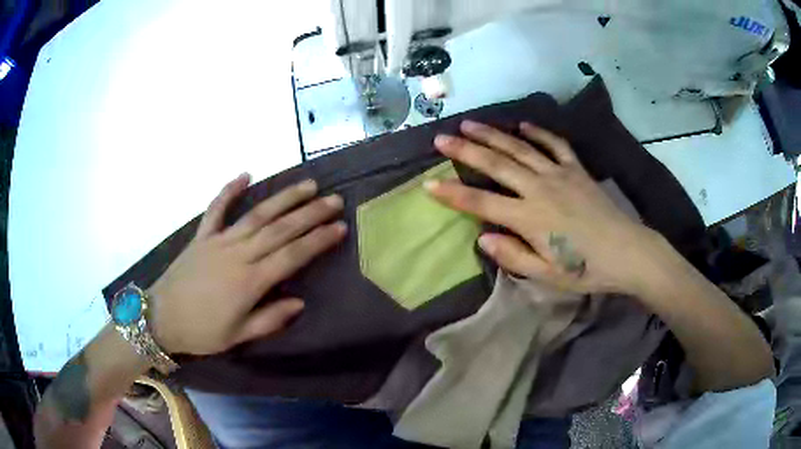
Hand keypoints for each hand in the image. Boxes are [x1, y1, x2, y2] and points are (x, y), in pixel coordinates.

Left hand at [148, 174, 346, 354]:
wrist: (161, 318)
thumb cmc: (201, 332)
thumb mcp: (238, 336)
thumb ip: (270, 319)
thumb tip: (300, 302)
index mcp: (249, 282)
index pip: (292, 255)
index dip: (318, 241)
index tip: (339, 228)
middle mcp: (238, 255)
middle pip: (280, 229)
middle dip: (310, 213)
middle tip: (334, 200)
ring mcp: (218, 241)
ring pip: (256, 215)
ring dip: (283, 198)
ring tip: (307, 185)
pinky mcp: (202, 236)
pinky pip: (216, 209)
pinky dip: (229, 191)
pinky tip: (245, 175)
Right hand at [426, 120, 660, 294]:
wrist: (627, 252)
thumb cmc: (586, 269)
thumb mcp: (547, 275)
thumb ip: (513, 257)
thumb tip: (483, 238)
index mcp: (530, 218)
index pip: (482, 204)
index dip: (452, 194)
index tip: (428, 184)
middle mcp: (540, 189)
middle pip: (496, 165)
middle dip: (465, 150)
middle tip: (441, 138)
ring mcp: (560, 174)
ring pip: (520, 148)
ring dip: (492, 135)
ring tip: (470, 124)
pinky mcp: (577, 169)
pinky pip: (555, 144)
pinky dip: (538, 132)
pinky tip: (522, 125)